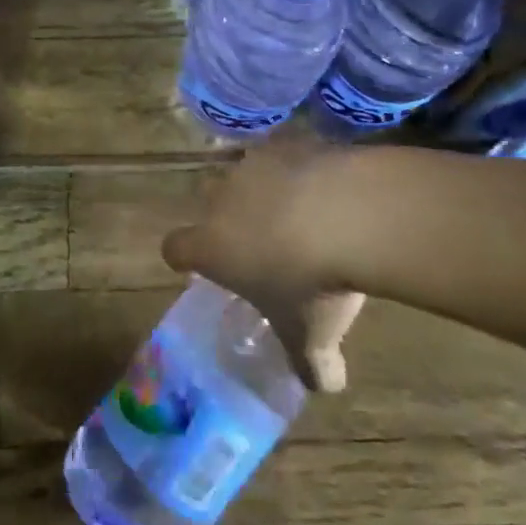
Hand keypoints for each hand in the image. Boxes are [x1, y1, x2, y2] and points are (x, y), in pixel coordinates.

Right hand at [162, 138, 366, 392]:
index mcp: (212, 246)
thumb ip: (312, 364)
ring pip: (247, 176)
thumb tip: (325, 382)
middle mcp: (222, 200)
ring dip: (265, 191)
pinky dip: (300, 170)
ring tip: (303, 214)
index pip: (175, 248)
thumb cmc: (314, 284)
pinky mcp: (288, 142)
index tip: (206, 267)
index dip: (186, 258)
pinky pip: (286, 156)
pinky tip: (329, 189)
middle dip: (229, 219)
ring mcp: (254, 166)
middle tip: (263, 242)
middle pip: (209, 203)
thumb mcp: (312, 337)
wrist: (350, 214)